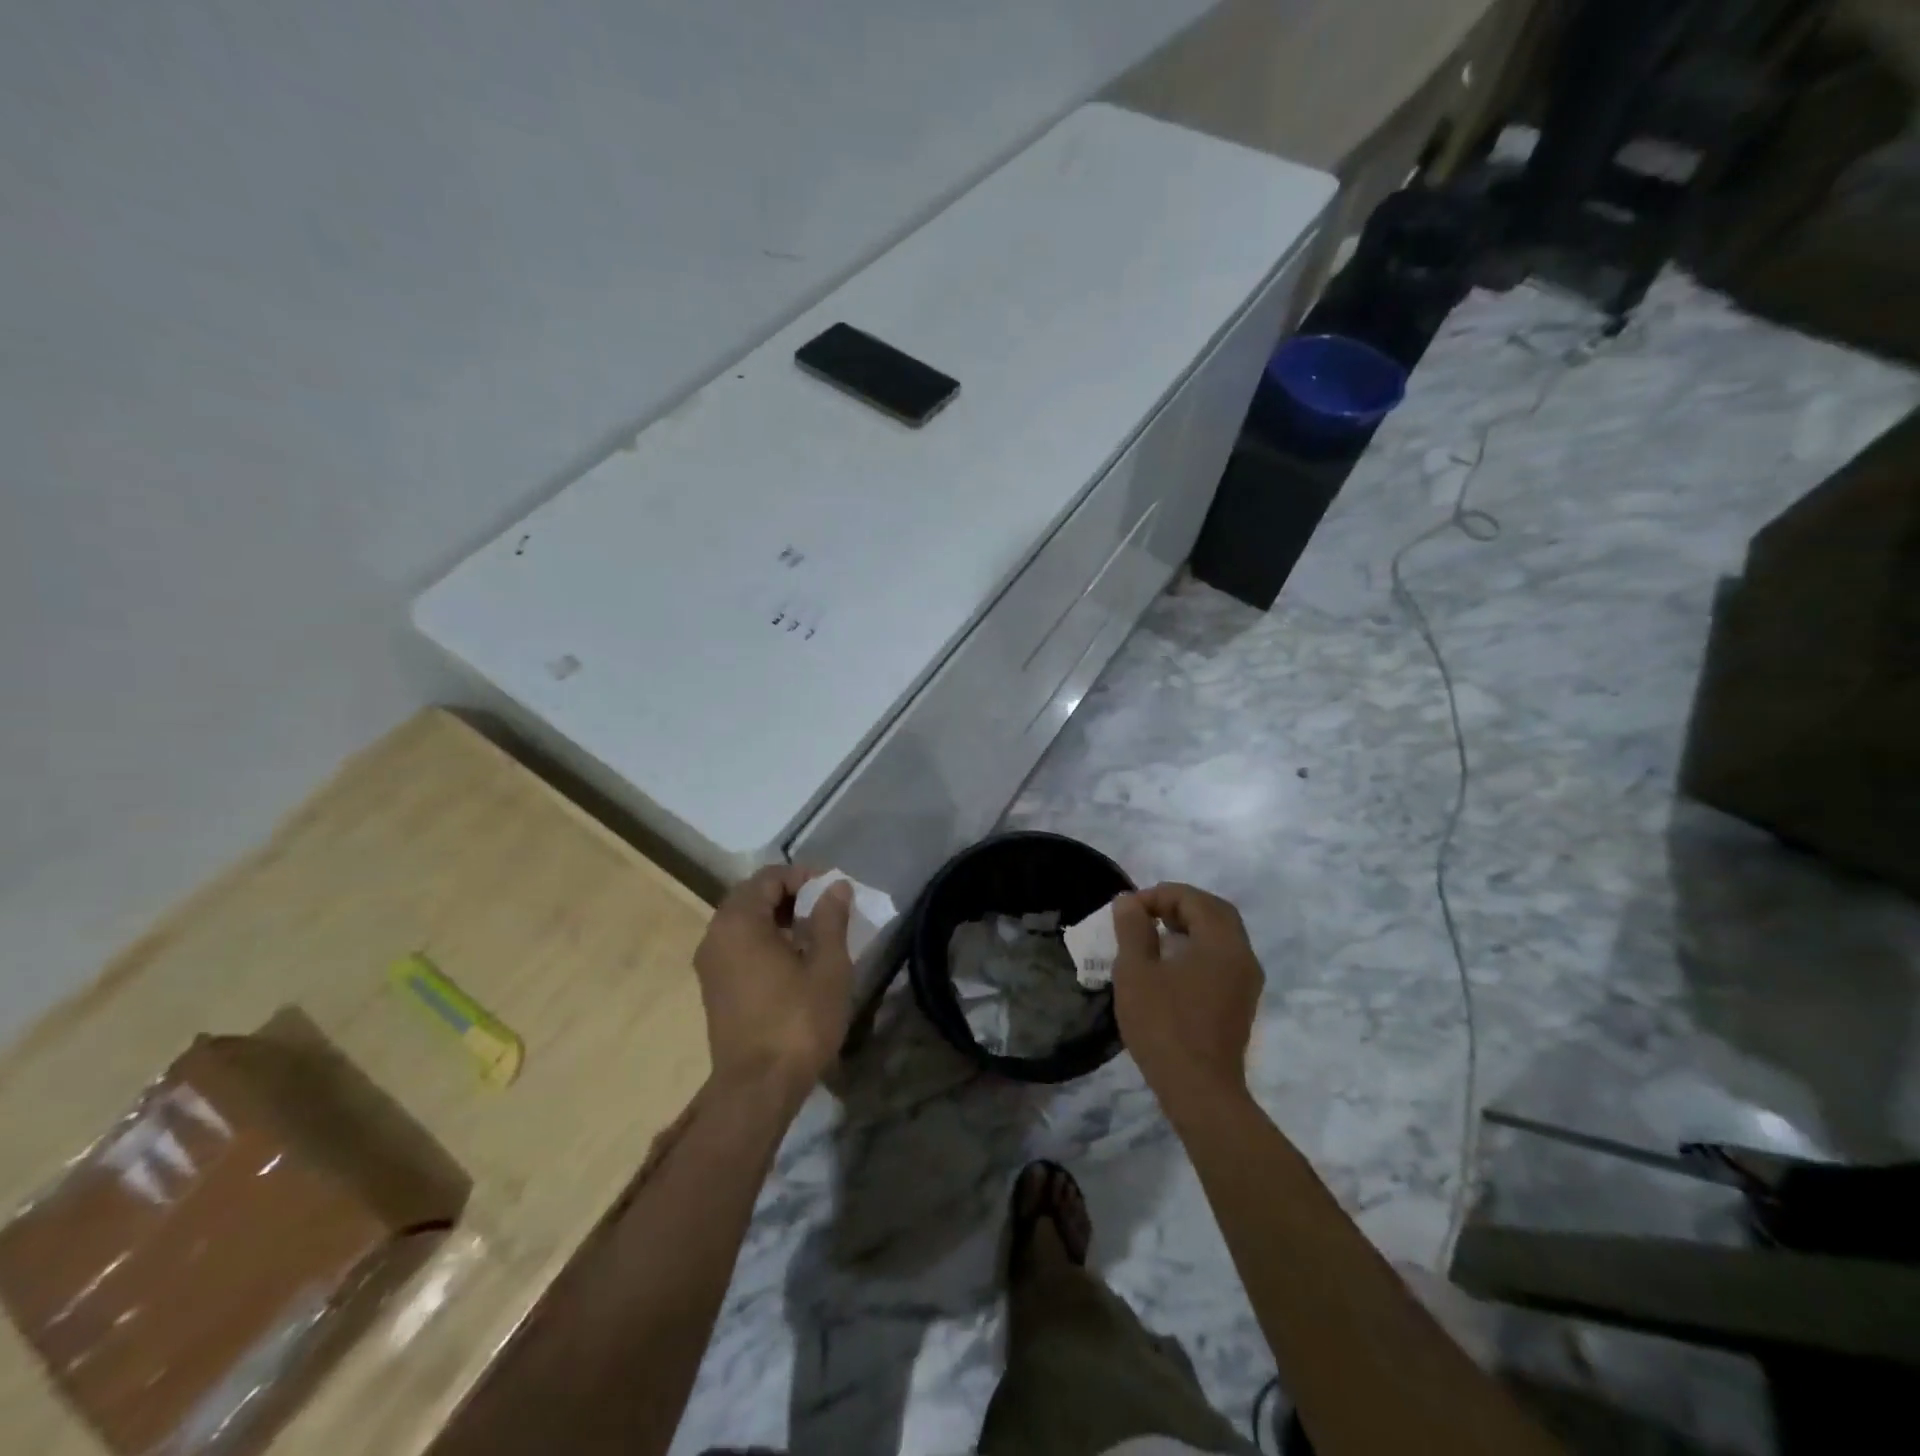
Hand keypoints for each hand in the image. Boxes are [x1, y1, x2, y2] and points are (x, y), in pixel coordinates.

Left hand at [693, 865, 853, 1094]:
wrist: (758, 1089)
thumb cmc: (798, 1021)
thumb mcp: (827, 965)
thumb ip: (830, 918)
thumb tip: (835, 887)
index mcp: (738, 921)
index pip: (769, 877)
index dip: (803, 876)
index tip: (834, 889)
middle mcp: (715, 935)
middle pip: (753, 897)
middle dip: (791, 895)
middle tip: (826, 907)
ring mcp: (710, 964)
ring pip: (745, 923)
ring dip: (778, 918)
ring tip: (816, 933)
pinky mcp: (714, 988)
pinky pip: (739, 946)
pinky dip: (765, 940)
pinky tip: (794, 960)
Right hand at [1112, 883, 1263, 1108]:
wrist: (1199, 1090)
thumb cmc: (1164, 1025)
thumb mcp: (1136, 971)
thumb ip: (1133, 928)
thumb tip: (1129, 902)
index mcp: (1222, 942)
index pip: (1193, 898)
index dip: (1158, 895)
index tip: (1128, 911)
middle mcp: (1242, 955)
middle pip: (1214, 912)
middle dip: (1178, 905)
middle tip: (1145, 914)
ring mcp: (1246, 981)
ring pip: (1220, 935)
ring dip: (1189, 926)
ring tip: (1153, 935)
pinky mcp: (1241, 1002)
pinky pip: (1222, 958)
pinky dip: (1198, 947)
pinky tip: (1170, 964)